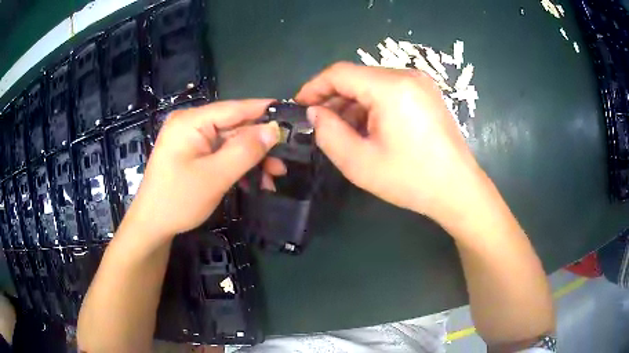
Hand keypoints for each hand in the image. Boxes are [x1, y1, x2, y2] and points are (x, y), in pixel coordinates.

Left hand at [124, 100, 279, 239]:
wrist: (152, 225)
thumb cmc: (178, 200)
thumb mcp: (215, 176)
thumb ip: (245, 150)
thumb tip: (274, 130)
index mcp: (191, 121)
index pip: (235, 108)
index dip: (264, 111)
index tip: (292, 116)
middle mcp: (191, 123)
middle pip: (234, 127)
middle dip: (259, 146)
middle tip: (283, 163)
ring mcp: (191, 139)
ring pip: (230, 142)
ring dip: (251, 159)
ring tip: (273, 177)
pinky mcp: (193, 153)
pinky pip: (220, 153)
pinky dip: (237, 166)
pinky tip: (253, 181)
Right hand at [296, 62, 481, 222]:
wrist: (457, 189)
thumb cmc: (410, 179)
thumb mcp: (359, 162)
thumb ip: (328, 133)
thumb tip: (315, 113)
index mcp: (391, 87)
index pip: (339, 73)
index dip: (314, 87)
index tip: (299, 106)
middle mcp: (407, 76)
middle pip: (357, 77)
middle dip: (334, 98)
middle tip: (319, 124)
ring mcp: (420, 83)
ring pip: (373, 84)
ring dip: (352, 104)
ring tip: (342, 131)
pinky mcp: (427, 94)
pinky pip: (390, 91)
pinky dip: (372, 106)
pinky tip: (367, 128)